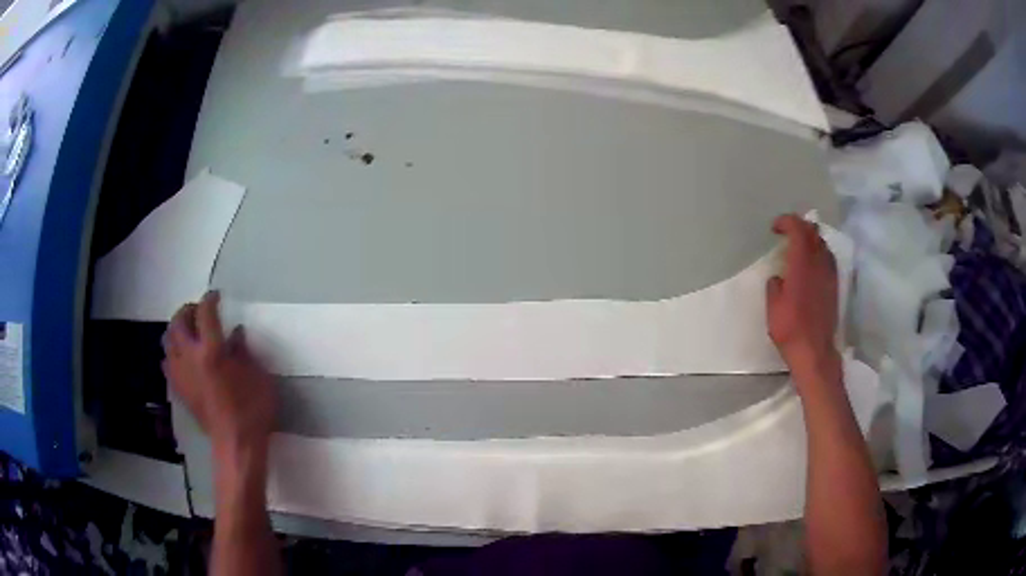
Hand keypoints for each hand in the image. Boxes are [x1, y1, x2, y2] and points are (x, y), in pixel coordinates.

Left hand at [163, 291, 277, 459]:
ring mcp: (181, 374)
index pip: (205, 313)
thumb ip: (244, 351)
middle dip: (187, 310)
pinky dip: (172, 352)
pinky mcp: (178, 389)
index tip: (216, 296)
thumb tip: (235, 334)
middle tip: (198, 311)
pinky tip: (182, 357)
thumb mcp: (258, 376)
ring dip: (176, 329)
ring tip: (188, 331)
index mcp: (212, 350)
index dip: (210, 300)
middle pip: (178, 322)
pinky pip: (167, 362)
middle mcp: (190, 356)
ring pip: (168, 340)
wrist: (236, 444)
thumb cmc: (252, 409)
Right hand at [766, 214, 839, 384]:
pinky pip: (828, 259)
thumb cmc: (790, 329)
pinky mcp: (834, 286)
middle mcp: (819, 264)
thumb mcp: (773, 307)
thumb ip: (775, 286)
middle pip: (813, 232)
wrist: (815, 351)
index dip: (786, 222)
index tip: (775, 228)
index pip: (798, 229)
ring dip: (811, 239)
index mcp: (802, 264)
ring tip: (800, 247)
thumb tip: (779, 278)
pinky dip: (819, 253)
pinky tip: (813, 264)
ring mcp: (829, 275)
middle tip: (787, 232)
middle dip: (800, 226)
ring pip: (823, 244)